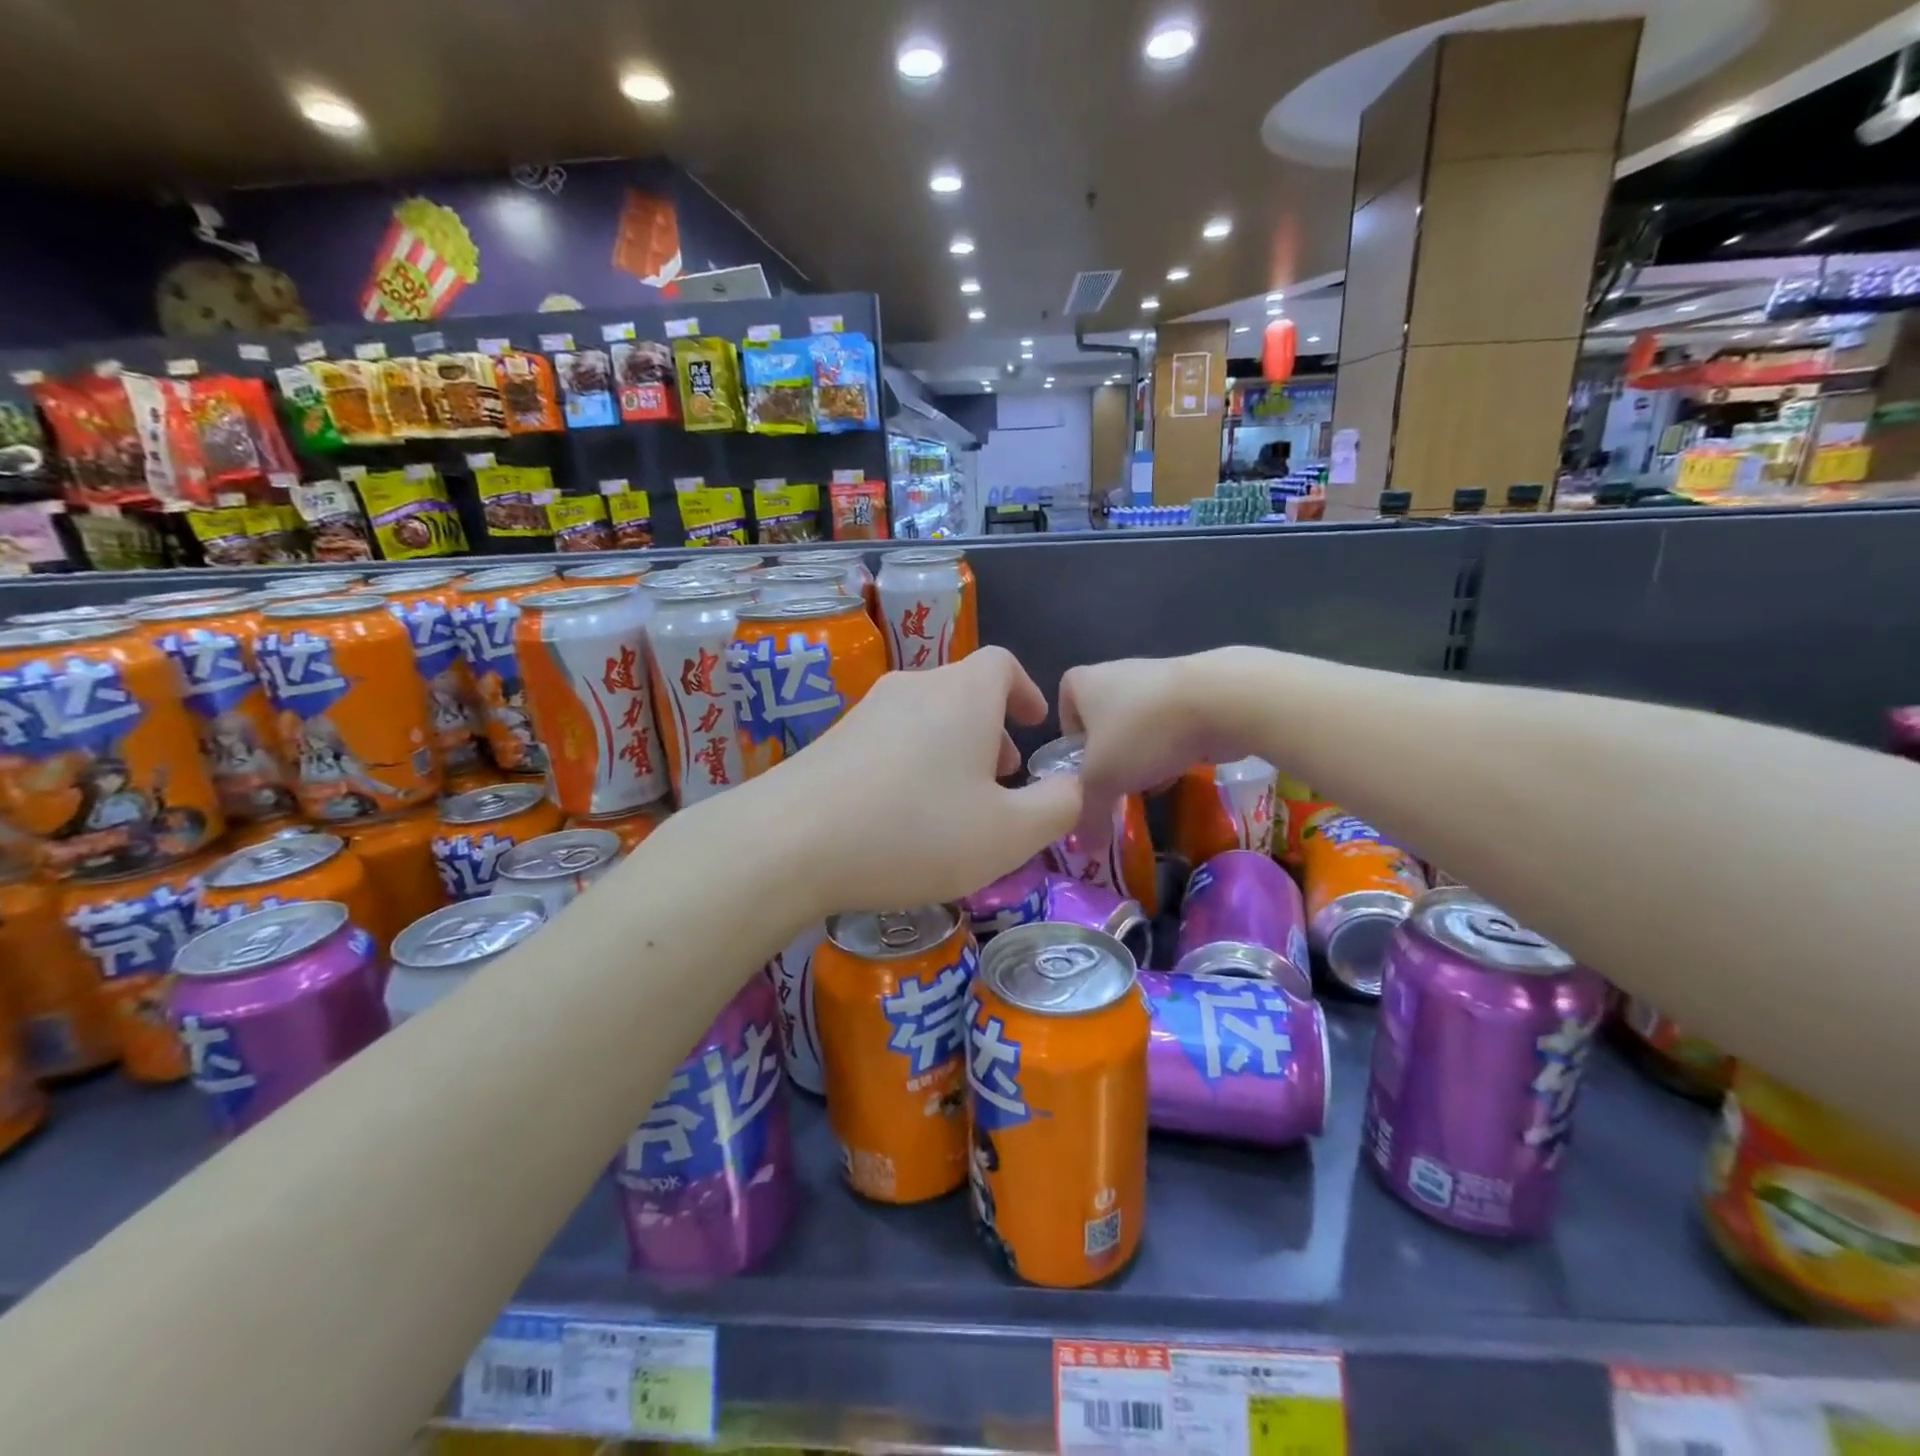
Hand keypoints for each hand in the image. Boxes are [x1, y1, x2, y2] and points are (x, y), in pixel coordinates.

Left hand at [770, 647, 1081, 914]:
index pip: (1003, 664)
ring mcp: (865, 711)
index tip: (1033, 725)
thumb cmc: (915, 831)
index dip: (1025, 691)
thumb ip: (1058, 806)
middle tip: (1000, 779)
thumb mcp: (1008, 834)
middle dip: (990, 730)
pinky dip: (911, 765)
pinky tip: (902, 817)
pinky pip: (889, 741)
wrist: (788, 842)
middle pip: (963, 692)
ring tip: (955, 804)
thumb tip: (1073, 785)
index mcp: (963, 695)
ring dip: (950, 751)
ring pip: (925, 718)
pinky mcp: (830, 740)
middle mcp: (913, 688)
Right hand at [1059, 651, 1247, 845]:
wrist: (1221, 701)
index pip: (1064, 709)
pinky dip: (1175, 746)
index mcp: (1082, 682)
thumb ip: (1088, 813)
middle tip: (1118, 783)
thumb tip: (1085, 848)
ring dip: (1144, 754)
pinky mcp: (1194, 689)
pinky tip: (1183, 767)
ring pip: (1141, 725)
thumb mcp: (1103, 781)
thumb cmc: (1143, 731)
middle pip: (1105, 722)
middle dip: (1112, 755)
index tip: (1085, 767)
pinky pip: (1173, 724)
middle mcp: (1115, 672)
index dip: (1072, 741)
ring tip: (1153, 781)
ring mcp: (1158, 677)